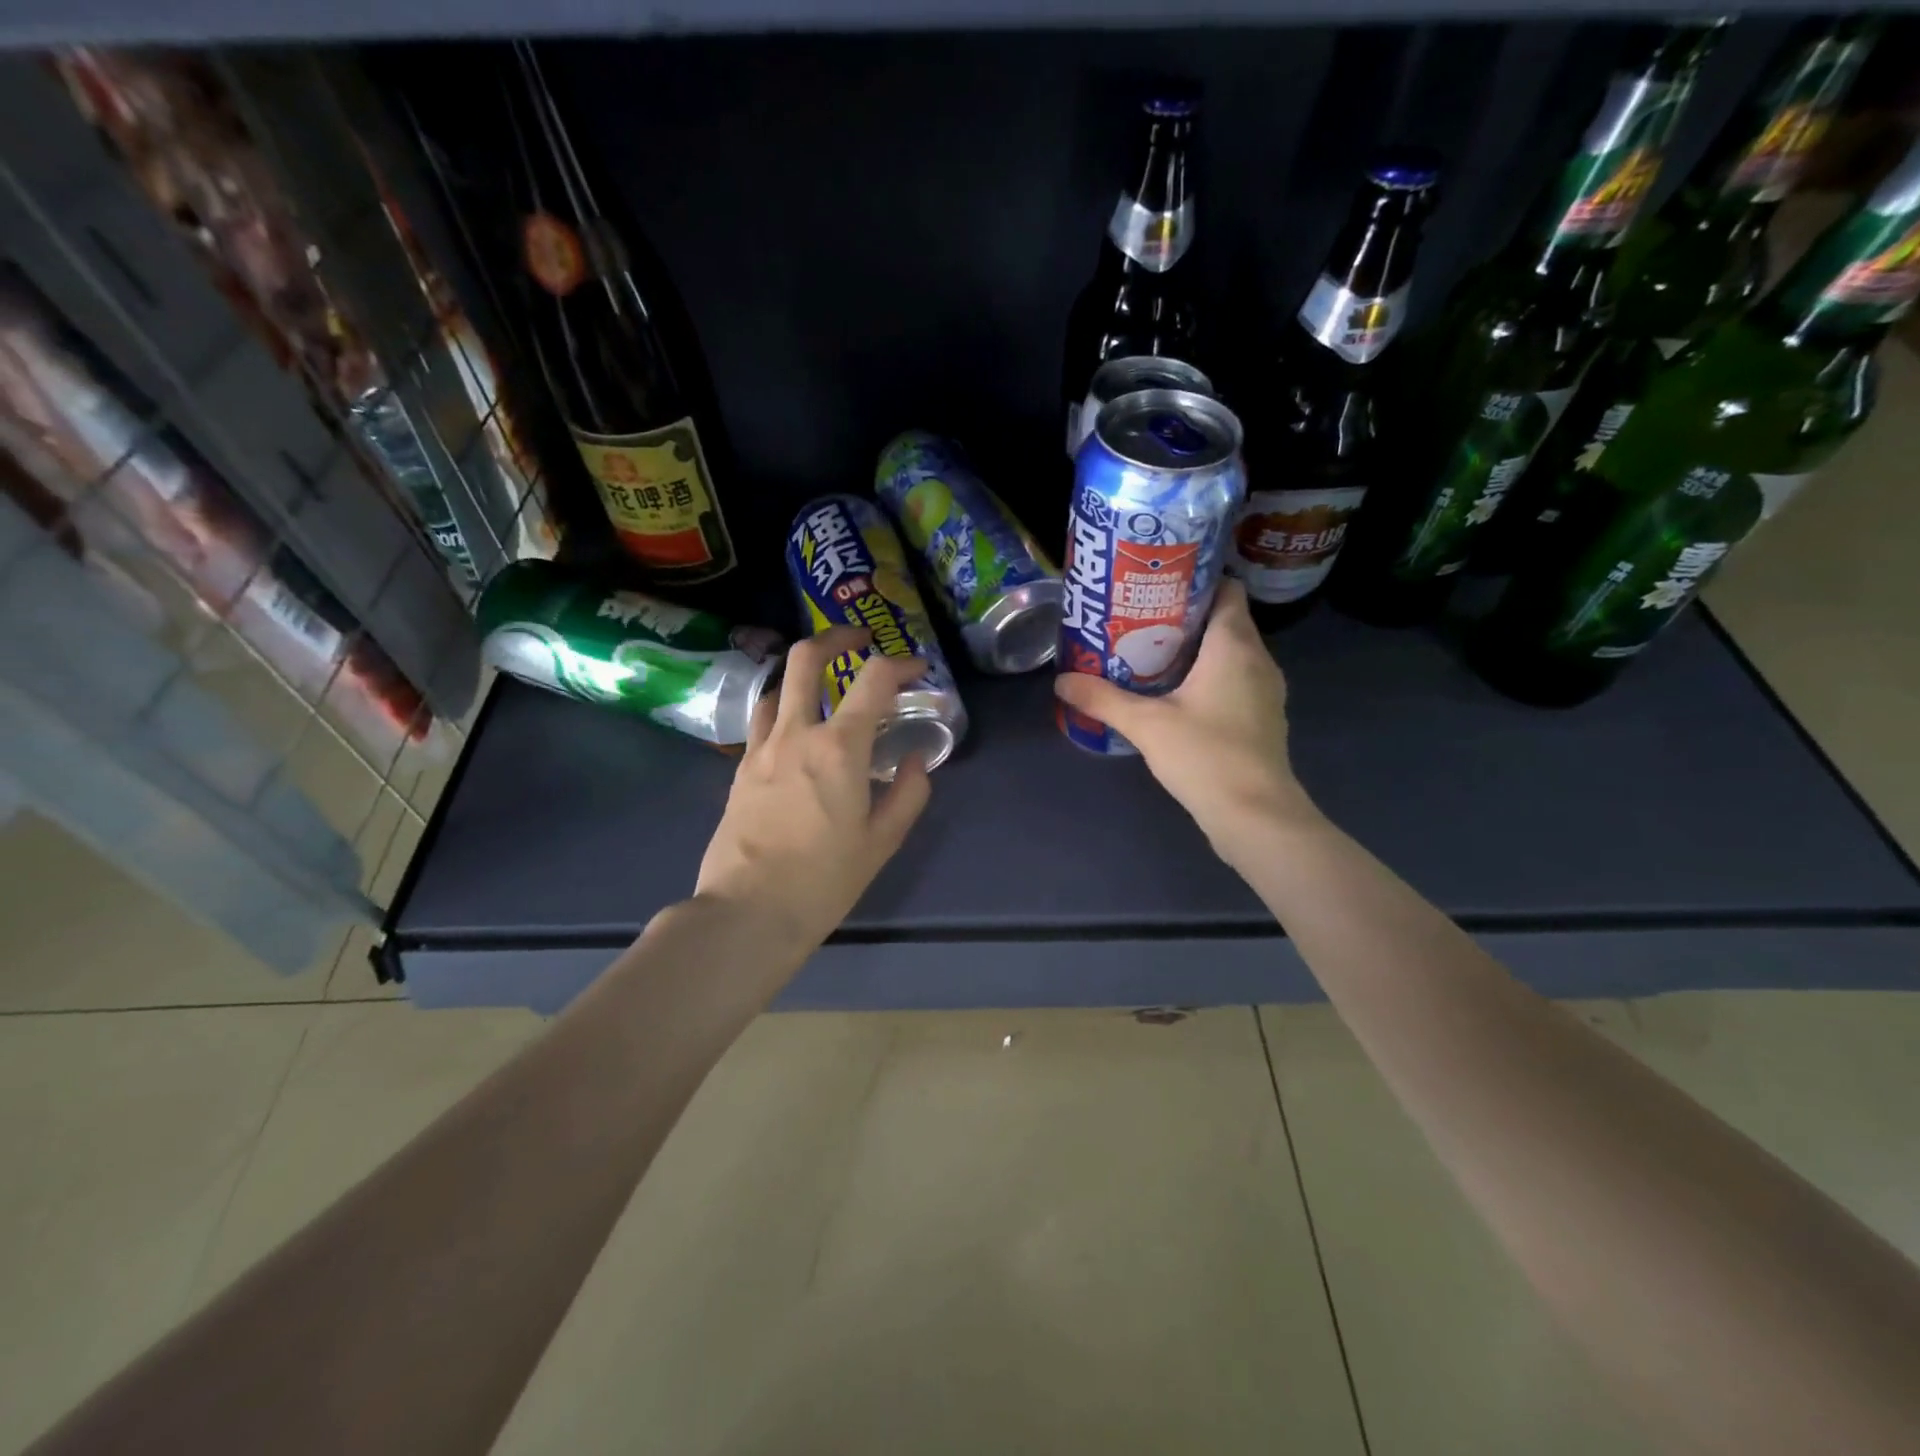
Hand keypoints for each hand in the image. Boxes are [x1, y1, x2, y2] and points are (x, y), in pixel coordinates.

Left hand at [695, 627, 932, 958]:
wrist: (748, 912)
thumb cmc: (824, 879)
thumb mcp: (882, 841)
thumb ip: (907, 793)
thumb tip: (916, 760)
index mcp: (839, 748)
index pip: (874, 679)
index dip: (901, 664)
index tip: (918, 670)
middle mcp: (796, 734)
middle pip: (806, 658)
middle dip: (837, 637)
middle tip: (860, 640)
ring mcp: (761, 748)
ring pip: (776, 684)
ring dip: (804, 672)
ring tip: (826, 685)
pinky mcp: (741, 769)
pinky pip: (762, 720)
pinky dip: (783, 708)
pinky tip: (796, 730)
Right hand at [1053, 579, 1319, 864]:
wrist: (1255, 814)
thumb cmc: (1205, 755)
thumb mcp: (1145, 724)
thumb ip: (1102, 699)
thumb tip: (1061, 681)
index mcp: (1235, 645)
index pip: (1225, 590)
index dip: (1194, 582)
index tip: (1156, 589)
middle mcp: (1258, 659)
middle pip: (1224, 620)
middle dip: (1183, 618)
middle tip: (1139, 622)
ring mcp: (1265, 690)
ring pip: (1230, 653)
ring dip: (1196, 651)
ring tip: (1150, 655)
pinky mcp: (1262, 717)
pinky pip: (1235, 680)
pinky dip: (1209, 677)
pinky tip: (1176, 695)